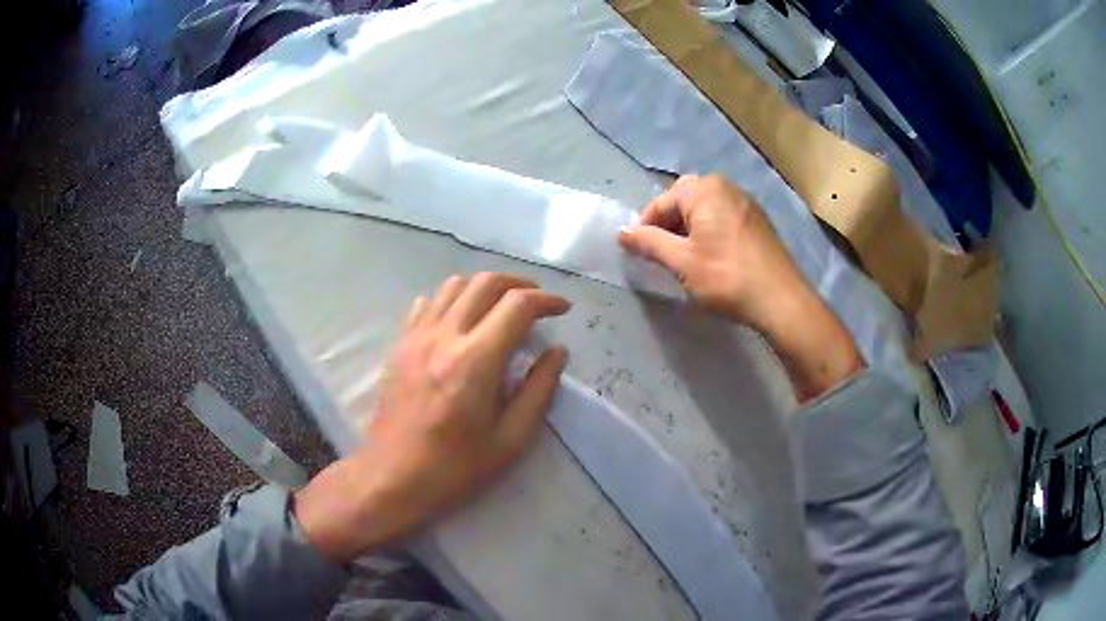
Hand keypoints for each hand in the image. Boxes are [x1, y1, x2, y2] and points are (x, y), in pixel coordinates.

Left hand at [296, 273, 569, 562]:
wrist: (392, 476)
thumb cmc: (455, 467)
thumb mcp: (511, 440)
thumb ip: (539, 391)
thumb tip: (556, 353)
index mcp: (476, 361)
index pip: (517, 306)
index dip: (546, 300)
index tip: (562, 309)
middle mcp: (445, 336)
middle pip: (485, 283)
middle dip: (519, 284)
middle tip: (537, 302)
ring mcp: (417, 337)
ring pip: (454, 285)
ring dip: (484, 287)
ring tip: (501, 307)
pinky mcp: (400, 345)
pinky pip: (427, 304)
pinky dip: (452, 300)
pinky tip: (461, 321)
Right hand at [620, 175, 861, 401]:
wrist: (781, 300)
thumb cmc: (726, 277)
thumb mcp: (681, 262)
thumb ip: (649, 243)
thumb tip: (622, 232)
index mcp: (703, 189)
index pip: (660, 203)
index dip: (645, 228)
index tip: (640, 254)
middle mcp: (724, 186)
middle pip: (683, 200)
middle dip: (668, 225)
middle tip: (664, 256)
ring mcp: (744, 201)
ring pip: (704, 209)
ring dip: (688, 229)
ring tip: (686, 259)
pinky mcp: (757, 219)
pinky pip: (723, 216)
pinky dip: (709, 231)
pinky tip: (712, 257)